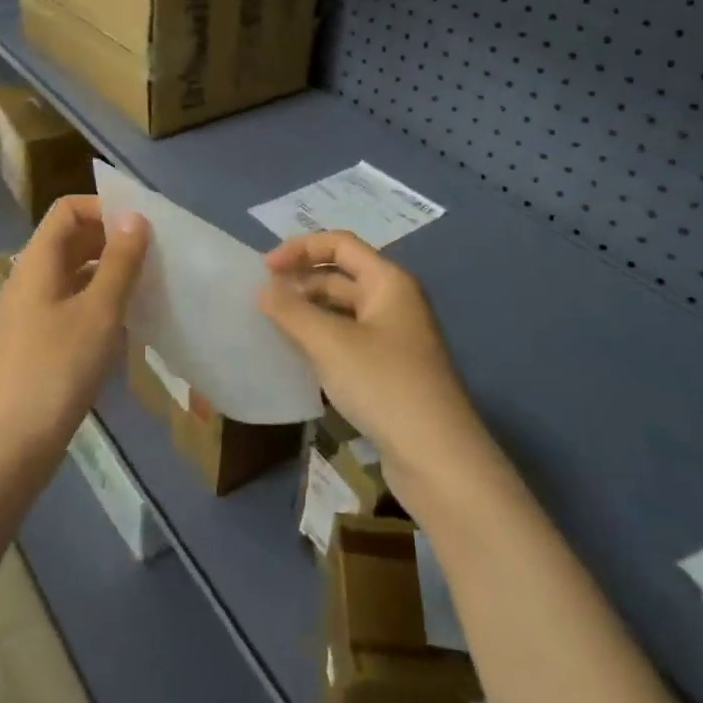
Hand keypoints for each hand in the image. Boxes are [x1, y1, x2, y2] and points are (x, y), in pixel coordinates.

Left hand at [0, 197, 149, 463]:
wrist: (11, 445)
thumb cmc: (58, 370)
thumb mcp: (99, 312)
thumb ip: (120, 262)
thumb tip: (135, 217)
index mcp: (38, 262)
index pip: (68, 210)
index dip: (103, 207)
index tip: (142, 227)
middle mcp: (30, 278)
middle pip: (70, 239)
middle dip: (112, 240)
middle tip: (153, 256)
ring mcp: (31, 311)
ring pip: (73, 273)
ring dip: (108, 272)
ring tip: (146, 287)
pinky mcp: (37, 340)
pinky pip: (71, 302)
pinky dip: (98, 301)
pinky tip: (125, 324)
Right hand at [260, 231, 489, 479]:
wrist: (438, 459)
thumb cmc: (384, 385)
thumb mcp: (329, 343)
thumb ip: (291, 311)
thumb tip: (264, 290)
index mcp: (389, 282)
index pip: (340, 244)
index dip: (300, 249)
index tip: (264, 269)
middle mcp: (395, 302)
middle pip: (341, 275)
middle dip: (301, 281)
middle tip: (263, 300)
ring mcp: (395, 338)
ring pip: (343, 311)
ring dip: (309, 312)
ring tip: (273, 326)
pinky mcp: (391, 371)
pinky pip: (349, 340)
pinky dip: (322, 340)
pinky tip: (298, 356)